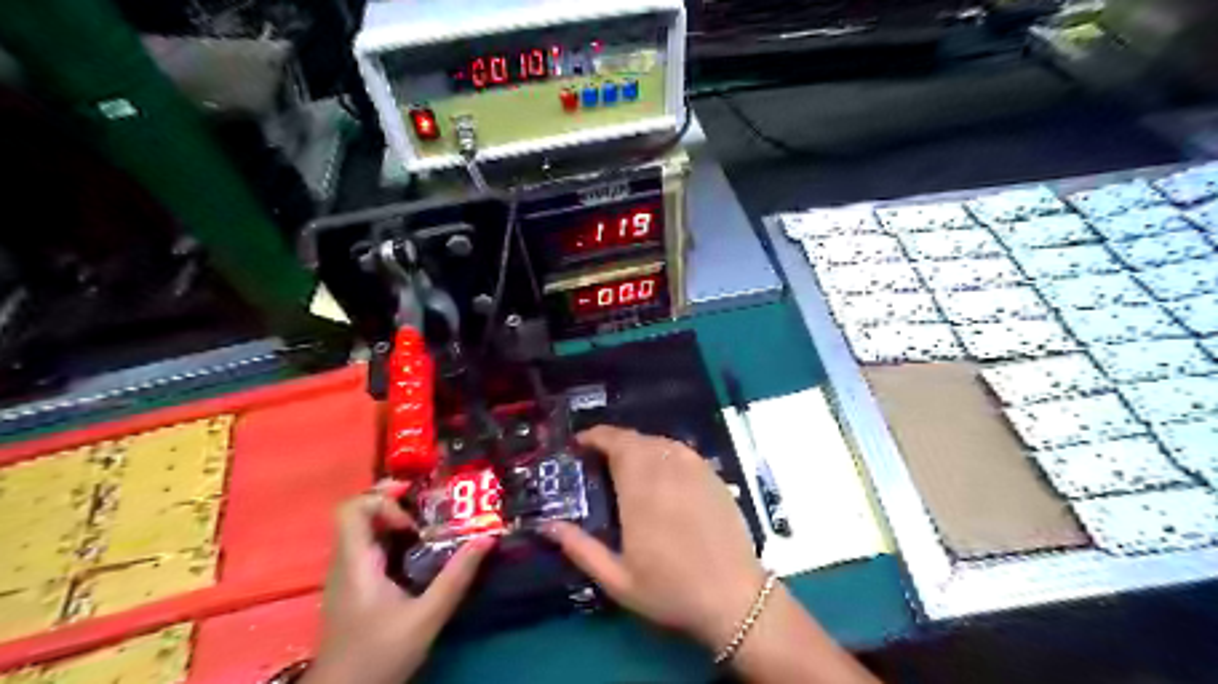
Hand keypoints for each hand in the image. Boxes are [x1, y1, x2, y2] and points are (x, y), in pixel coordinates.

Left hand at [302, 485, 492, 683]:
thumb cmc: (380, 655)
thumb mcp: (426, 617)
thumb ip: (456, 577)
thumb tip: (488, 538)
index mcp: (355, 562)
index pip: (351, 508)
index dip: (381, 500)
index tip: (414, 517)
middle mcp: (345, 562)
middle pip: (358, 513)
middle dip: (394, 503)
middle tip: (430, 508)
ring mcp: (346, 575)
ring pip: (363, 530)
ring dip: (395, 520)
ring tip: (430, 527)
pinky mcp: (353, 587)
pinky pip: (368, 547)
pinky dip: (392, 539)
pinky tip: (418, 553)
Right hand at [546, 427, 763, 652]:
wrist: (733, 597)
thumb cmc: (671, 590)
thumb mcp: (617, 579)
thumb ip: (580, 549)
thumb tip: (547, 525)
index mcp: (641, 490)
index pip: (616, 444)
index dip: (596, 436)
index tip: (579, 442)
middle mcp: (667, 470)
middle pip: (636, 439)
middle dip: (613, 441)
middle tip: (598, 458)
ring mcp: (694, 470)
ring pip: (659, 441)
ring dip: (638, 445)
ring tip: (626, 464)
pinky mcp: (713, 475)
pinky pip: (682, 451)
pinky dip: (663, 451)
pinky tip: (660, 471)